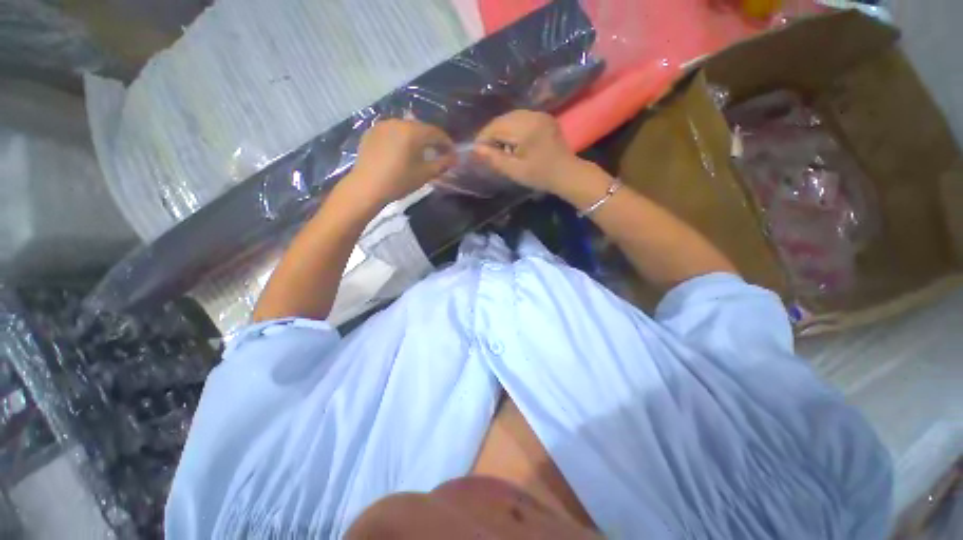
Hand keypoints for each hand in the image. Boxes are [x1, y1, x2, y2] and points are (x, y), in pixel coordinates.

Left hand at [347, 119, 454, 207]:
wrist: (367, 187)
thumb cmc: (399, 181)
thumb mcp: (425, 174)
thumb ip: (442, 164)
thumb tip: (454, 158)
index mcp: (413, 131)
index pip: (436, 133)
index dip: (447, 143)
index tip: (452, 154)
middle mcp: (398, 122)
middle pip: (421, 128)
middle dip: (431, 140)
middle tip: (438, 153)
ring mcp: (382, 125)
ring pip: (405, 129)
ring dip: (415, 139)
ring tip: (419, 152)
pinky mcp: (371, 132)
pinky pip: (392, 132)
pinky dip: (400, 139)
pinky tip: (401, 151)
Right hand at [472, 110, 581, 192]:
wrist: (567, 173)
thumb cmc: (540, 175)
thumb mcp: (514, 170)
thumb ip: (494, 158)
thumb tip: (475, 149)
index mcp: (525, 128)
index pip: (496, 126)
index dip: (483, 137)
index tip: (477, 150)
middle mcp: (532, 115)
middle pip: (503, 119)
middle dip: (492, 133)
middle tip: (487, 150)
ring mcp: (540, 114)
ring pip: (511, 117)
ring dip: (502, 130)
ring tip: (499, 147)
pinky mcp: (544, 117)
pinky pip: (522, 118)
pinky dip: (513, 127)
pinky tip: (513, 141)